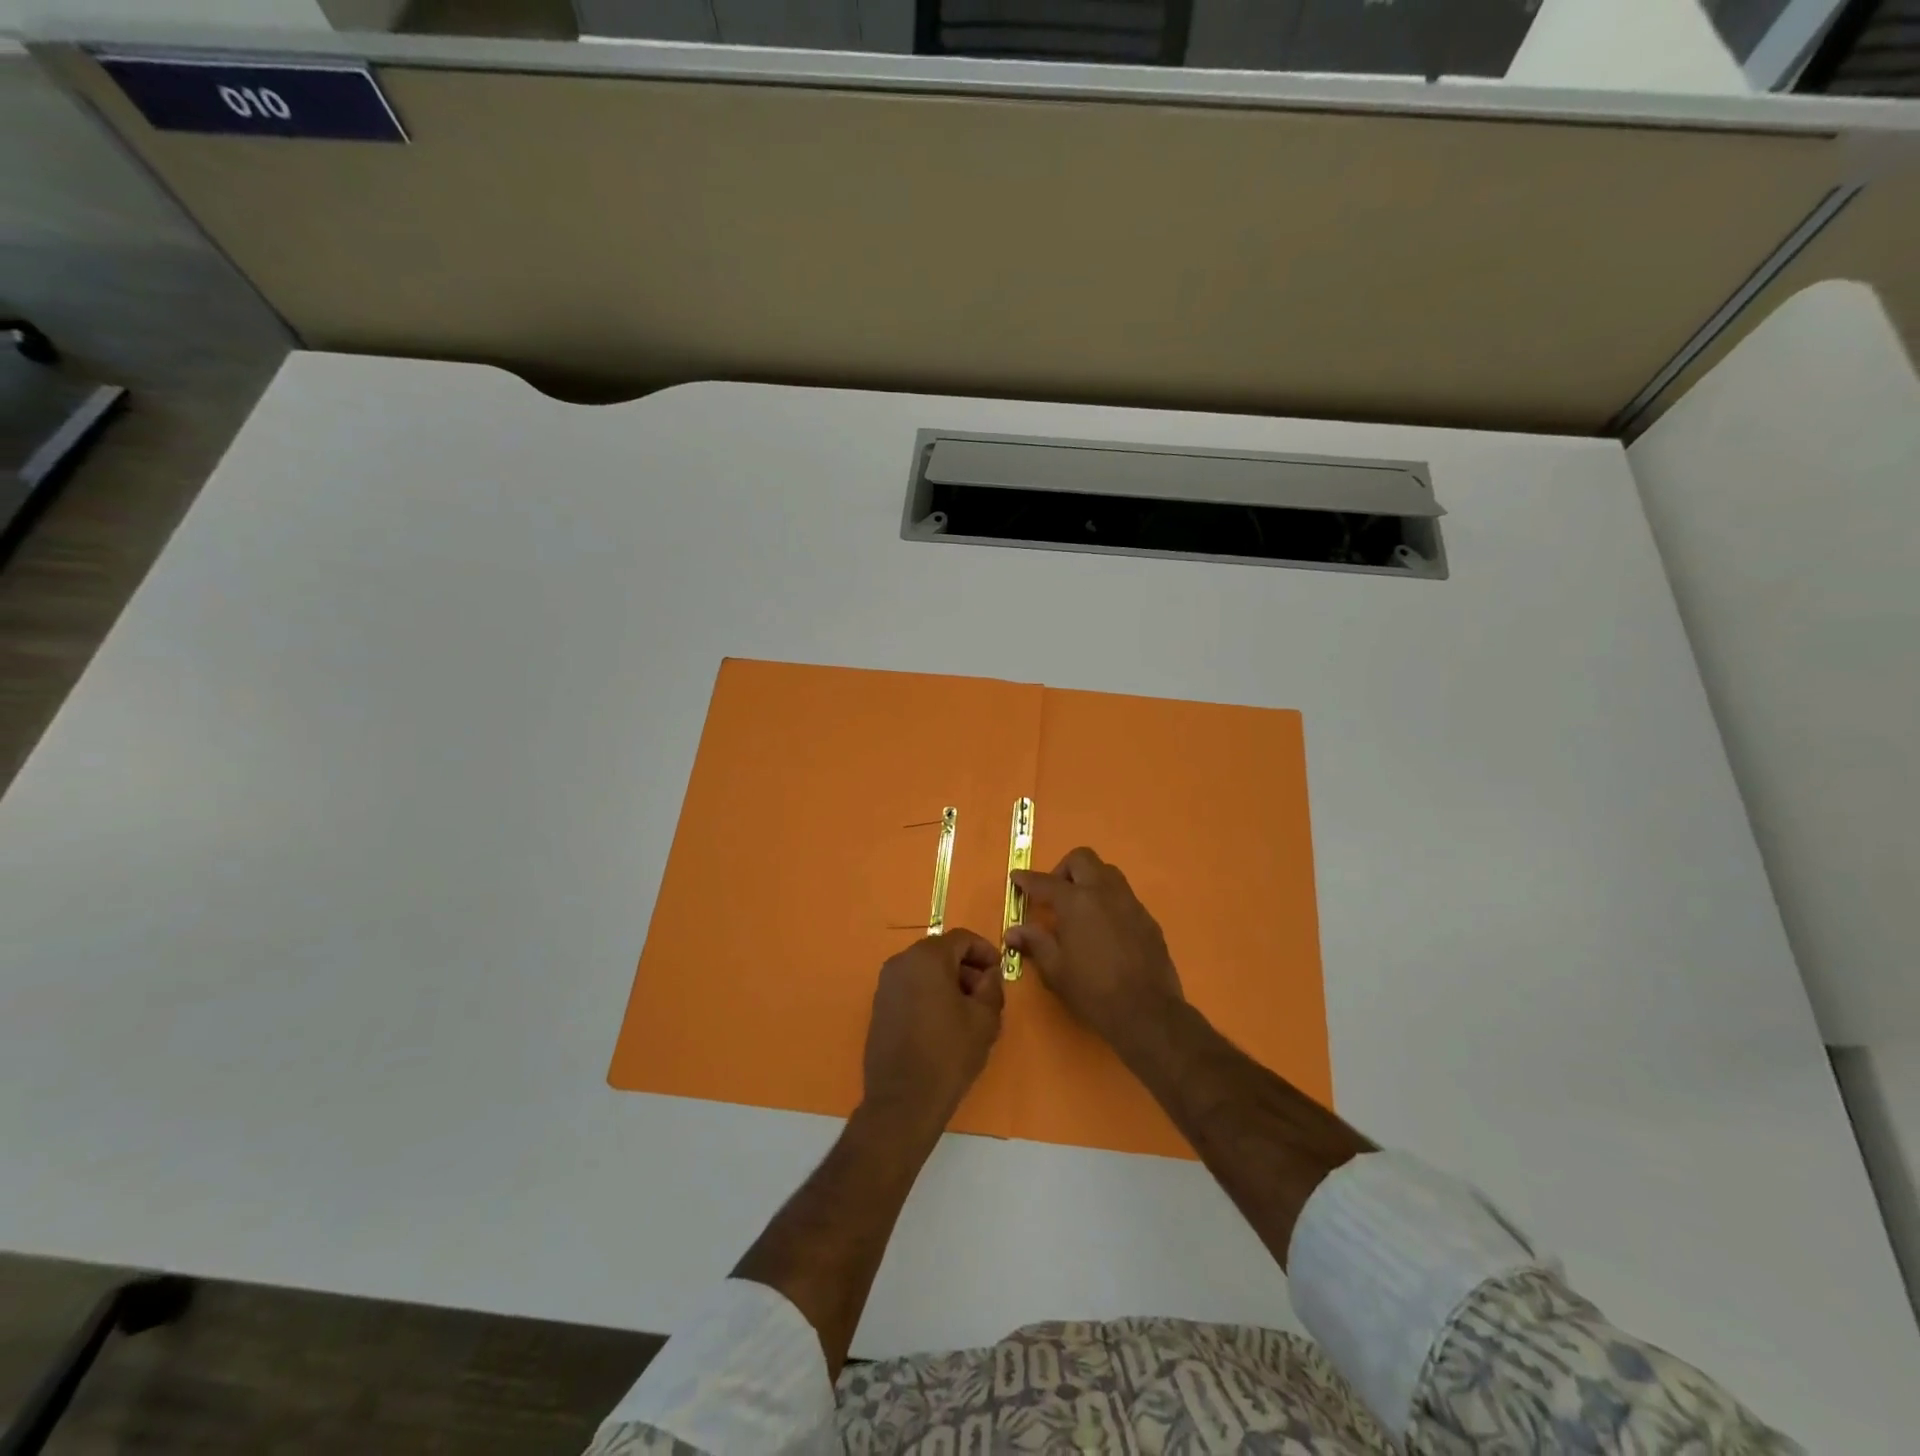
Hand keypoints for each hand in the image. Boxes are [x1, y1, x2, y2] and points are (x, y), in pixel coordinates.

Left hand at [861, 929, 1004, 1136]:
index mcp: (927, 957)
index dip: (985, 950)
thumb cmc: (949, 1054)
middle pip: (941, 952)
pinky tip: (943, 1021)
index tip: (999, 970)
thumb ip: (991, 986)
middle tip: (985, 992)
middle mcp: (901, 962)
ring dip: (947, 981)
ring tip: (967, 1010)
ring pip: (924, 970)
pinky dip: (928, 993)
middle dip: (966, 967)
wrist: (903, 1100)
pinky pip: (910, 987)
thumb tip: (988, 974)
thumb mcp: (984, 1019)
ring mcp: (885, 984)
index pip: (962, 938)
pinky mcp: (879, 1006)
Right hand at [1008, 847, 1184, 1053]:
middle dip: (1063, 869)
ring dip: (1089, 879)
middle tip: (1054, 894)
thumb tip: (1014, 930)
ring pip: (1107, 872)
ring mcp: (1130, 902)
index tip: (1017, 878)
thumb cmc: (1093, 991)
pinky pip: (1124, 896)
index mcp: (1076, 901)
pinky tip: (1104, 928)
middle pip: (1082, 859)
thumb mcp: (1055, 970)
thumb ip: (1035, 942)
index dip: (1027, 879)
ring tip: (1079, 907)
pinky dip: (1108, 900)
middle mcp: (1104, 892)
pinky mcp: (1147, 918)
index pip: (1045, 881)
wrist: (1147, 1011)